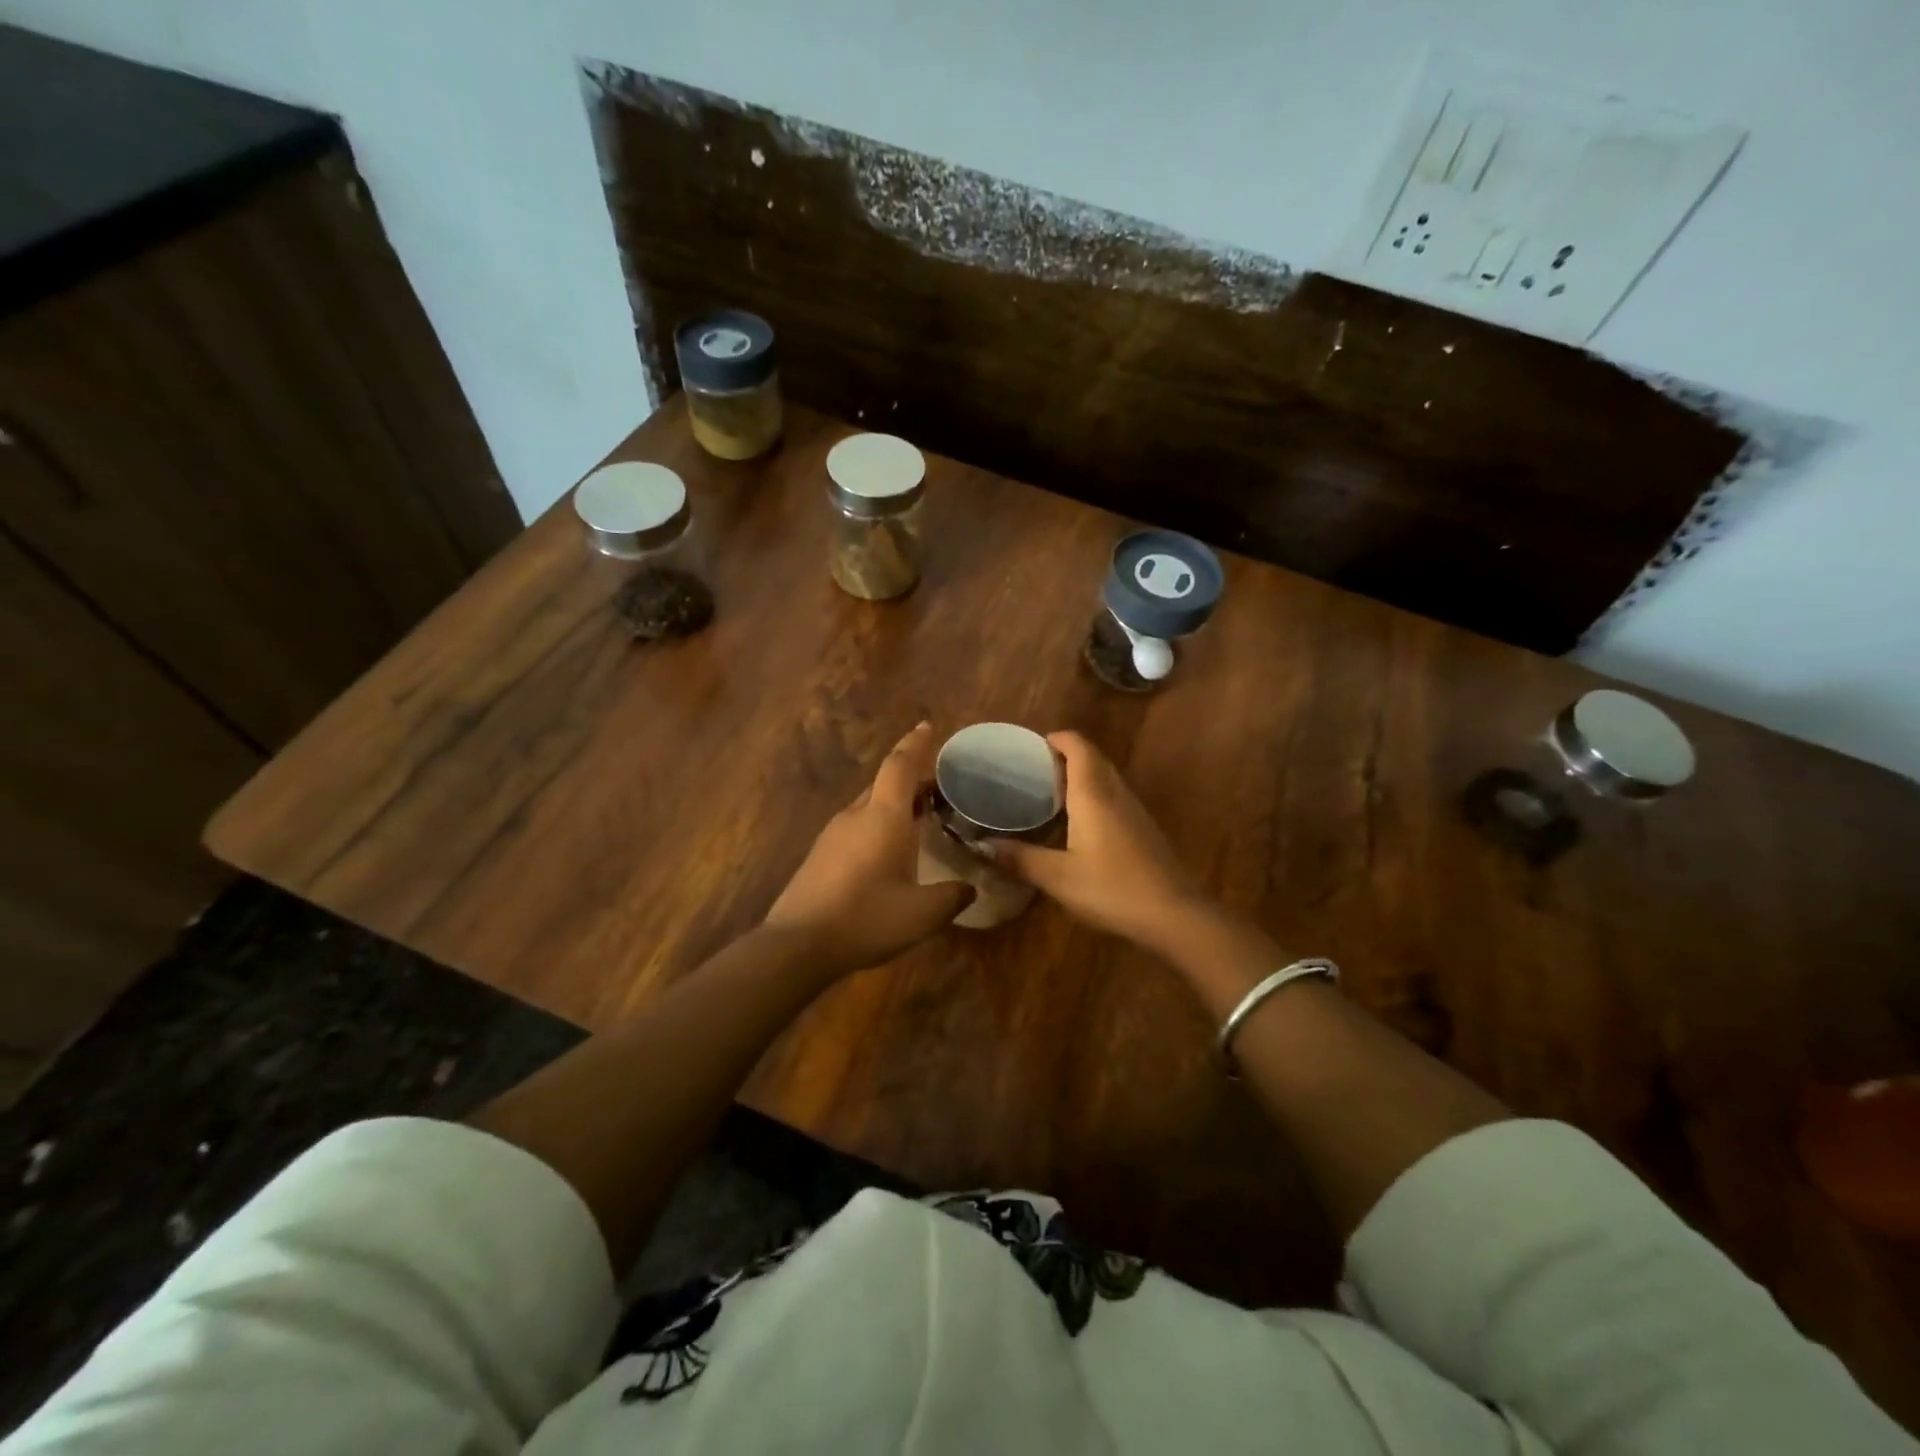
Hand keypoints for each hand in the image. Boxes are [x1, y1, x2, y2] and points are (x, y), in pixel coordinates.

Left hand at [763, 723, 974, 973]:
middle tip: (938, 787)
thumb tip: (970, 889)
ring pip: (869, 805)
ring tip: (919, 817)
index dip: (915, 744)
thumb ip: (952, 897)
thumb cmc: (866, 918)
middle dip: (911, 779)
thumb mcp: (922, 915)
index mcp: (884, 817)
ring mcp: (833, 834)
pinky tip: (888, 851)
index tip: (927, 726)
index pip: (900, 766)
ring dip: (894, 804)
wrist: (797, 944)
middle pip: (884, 783)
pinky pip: (856, 826)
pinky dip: (878, 824)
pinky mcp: (820, 855)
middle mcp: (856, 815)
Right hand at [991, 731, 1205, 950]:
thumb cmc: (1112, 888)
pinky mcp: (1143, 831)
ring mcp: (1134, 811)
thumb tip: (983, 846)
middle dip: (1064, 756)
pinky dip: (1093, 798)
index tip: (1030, 747)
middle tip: (1033, 771)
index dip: (1056, 739)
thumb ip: (1020, 859)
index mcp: (1093, 794)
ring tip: (1050, 794)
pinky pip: (1114, 799)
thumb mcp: (1058, 877)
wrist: (1174, 915)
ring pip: (1105, 779)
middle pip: (1092, 759)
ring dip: (1080, 777)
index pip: (1078, 746)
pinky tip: (1078, 825)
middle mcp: (1116, 794)